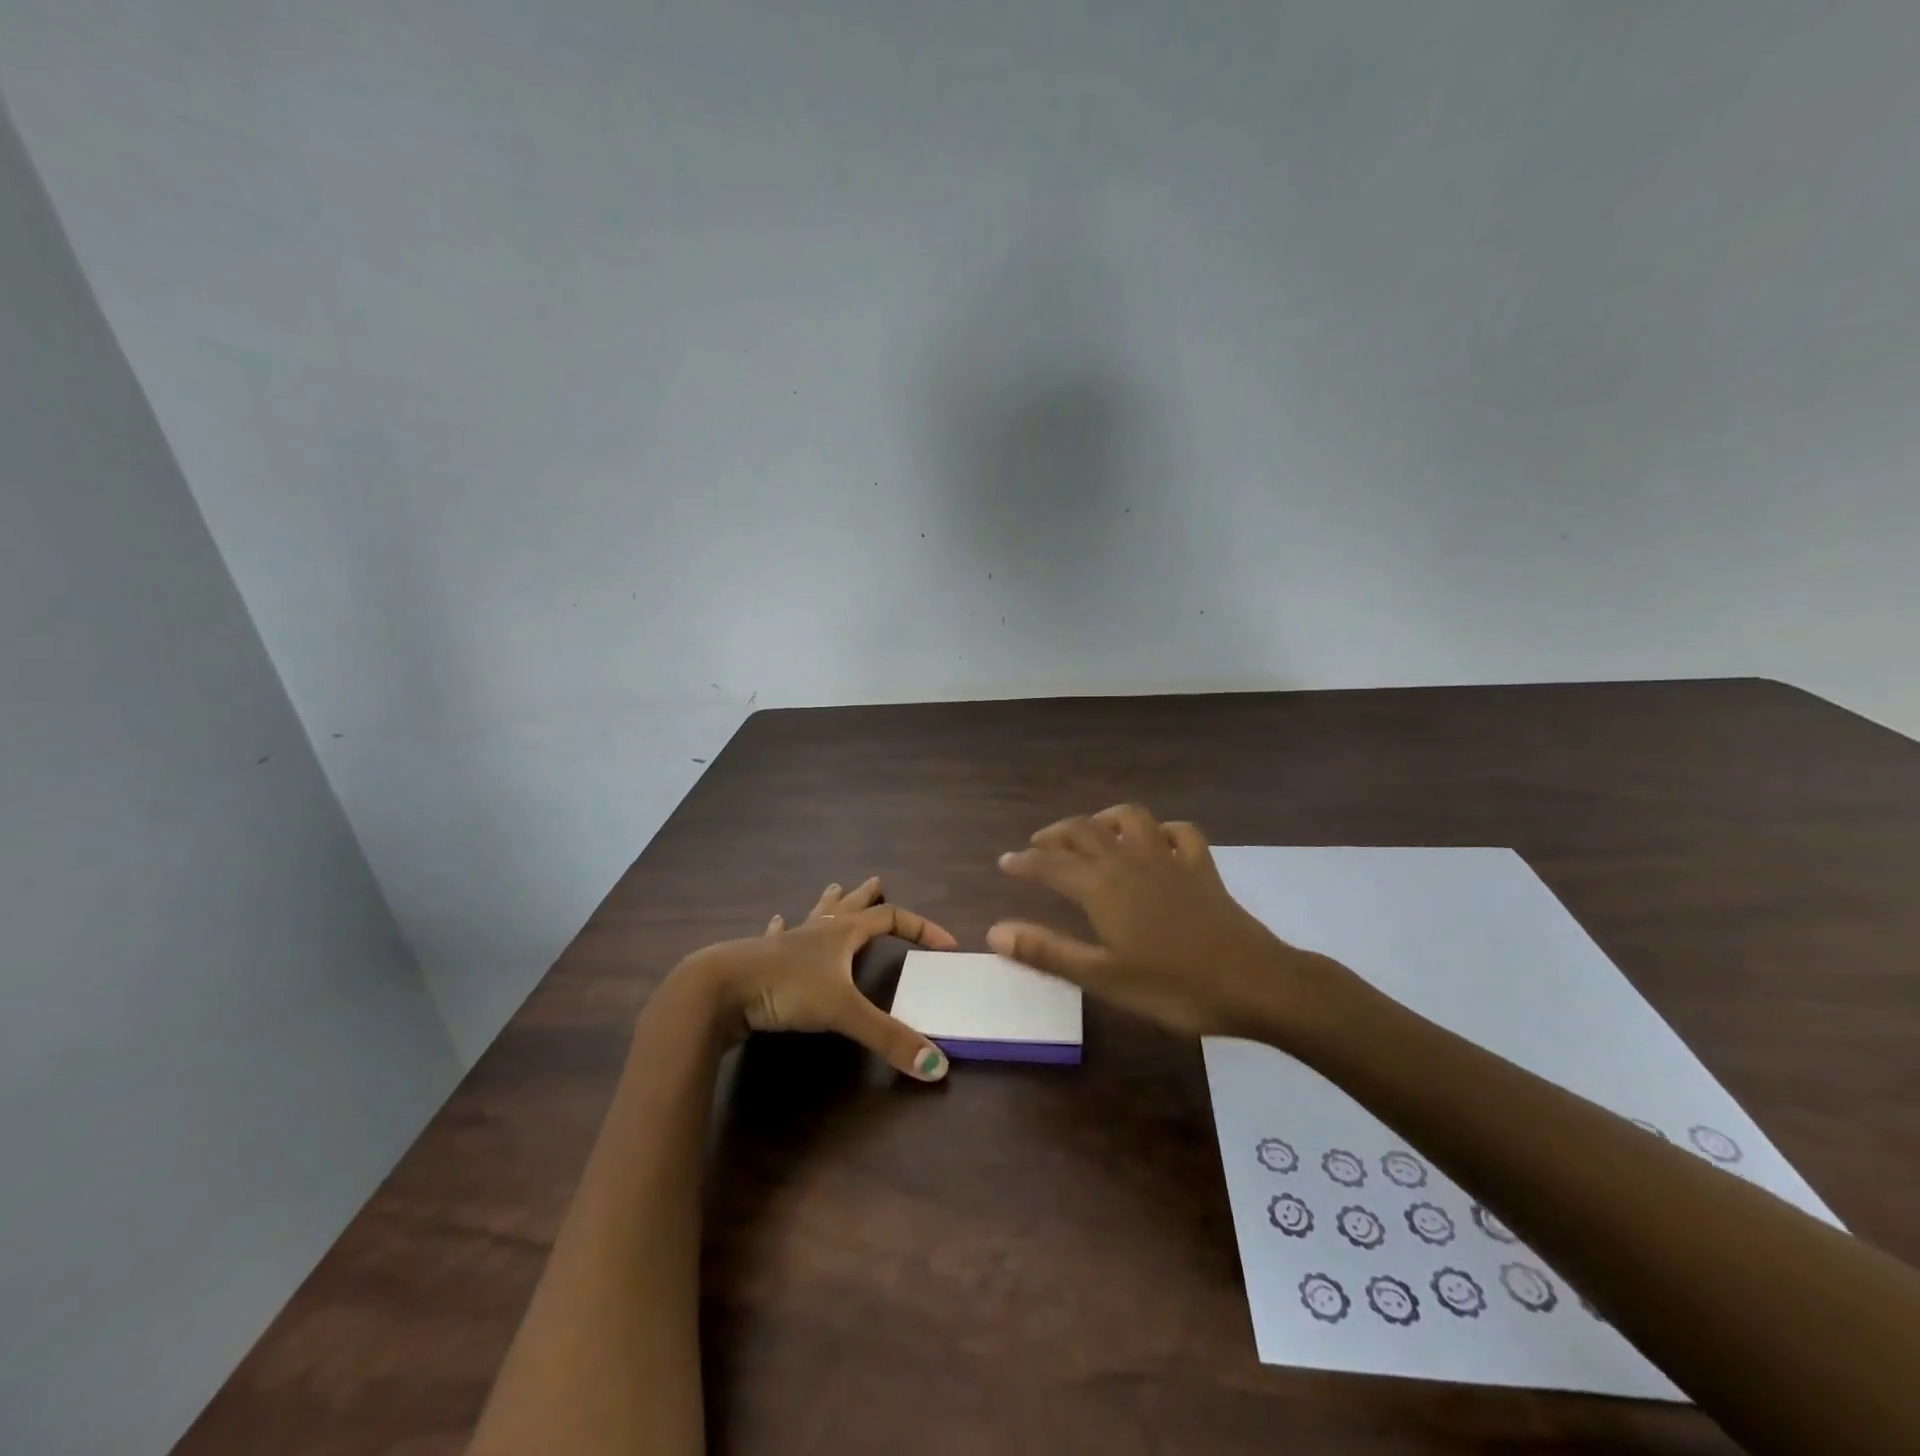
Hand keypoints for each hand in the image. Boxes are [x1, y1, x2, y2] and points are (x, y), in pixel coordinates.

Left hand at [680, 876, 957, 1080]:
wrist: (721, 989)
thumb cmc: (787, 989)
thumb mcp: (844, 1012)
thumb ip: (889, 1038)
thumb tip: (938, 1067)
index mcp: (842, 933)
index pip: (891, 918)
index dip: (921, 928)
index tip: (945, 944)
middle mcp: (817, 930)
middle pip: (850, 906)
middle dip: (867, 896)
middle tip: (877, 881)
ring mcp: (786, 942)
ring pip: (814, 915)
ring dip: (828, 903)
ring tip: (834, 887)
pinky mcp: (761, 959)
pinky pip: (776, 935)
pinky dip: (781, 927)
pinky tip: (776, 919)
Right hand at [987, 805, 1352, 1041]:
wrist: (1254, 983)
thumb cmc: (1173, 987)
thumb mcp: (1103, 977)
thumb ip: (1048, 951)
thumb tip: (996, 931)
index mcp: (1102, 887)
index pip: (1051, 864)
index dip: (1024, 861)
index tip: (1005, 863)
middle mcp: (1130, 862)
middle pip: (1085, 831)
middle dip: (1056, 835)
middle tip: (1038, 846)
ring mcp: (1170, 860)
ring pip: (1131, 819)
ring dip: (1105, 819)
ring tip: (1092, 833)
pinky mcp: (1202, 868)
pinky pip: (1180, 834)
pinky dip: (1162, 831)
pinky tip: (1156, 842)